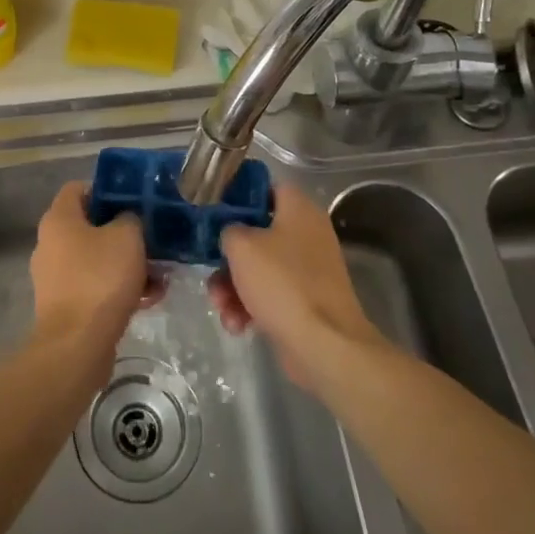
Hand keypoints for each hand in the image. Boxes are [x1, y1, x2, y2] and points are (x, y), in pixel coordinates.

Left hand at [30, 182, 162, 357]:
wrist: (77, 345)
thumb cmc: (100, 279)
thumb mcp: (127, 237)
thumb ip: (130, 219)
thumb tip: (127, 221)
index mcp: (59, 219)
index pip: (78, 188)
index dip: (106, 189)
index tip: (133, 200)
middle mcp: (50, 244)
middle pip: (90, 226)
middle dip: (124, 233)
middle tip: (152, 239)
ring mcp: (55, 277)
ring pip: (97, 259)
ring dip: (127, 264)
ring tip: (159, 275)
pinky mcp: (65, 306)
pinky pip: (95, 286)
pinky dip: (119, 289)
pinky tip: (149, 299)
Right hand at [209, 182, 383, 389]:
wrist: (324, 345)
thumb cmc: (282, 283)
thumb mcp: (241, 246)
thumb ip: (228, 229)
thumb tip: (231, 234)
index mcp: (299, 210)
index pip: (267, 188)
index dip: (239, 196)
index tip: (214, 211)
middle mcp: (307, 235)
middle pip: (257, 234)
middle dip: (229, 258)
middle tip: (211, 270)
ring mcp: (308, 271)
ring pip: (259, 269)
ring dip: (233, 288)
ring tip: (222, 307)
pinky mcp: (305, 302)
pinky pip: (270, 295)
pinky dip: (251, 308)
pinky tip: (238, 325)